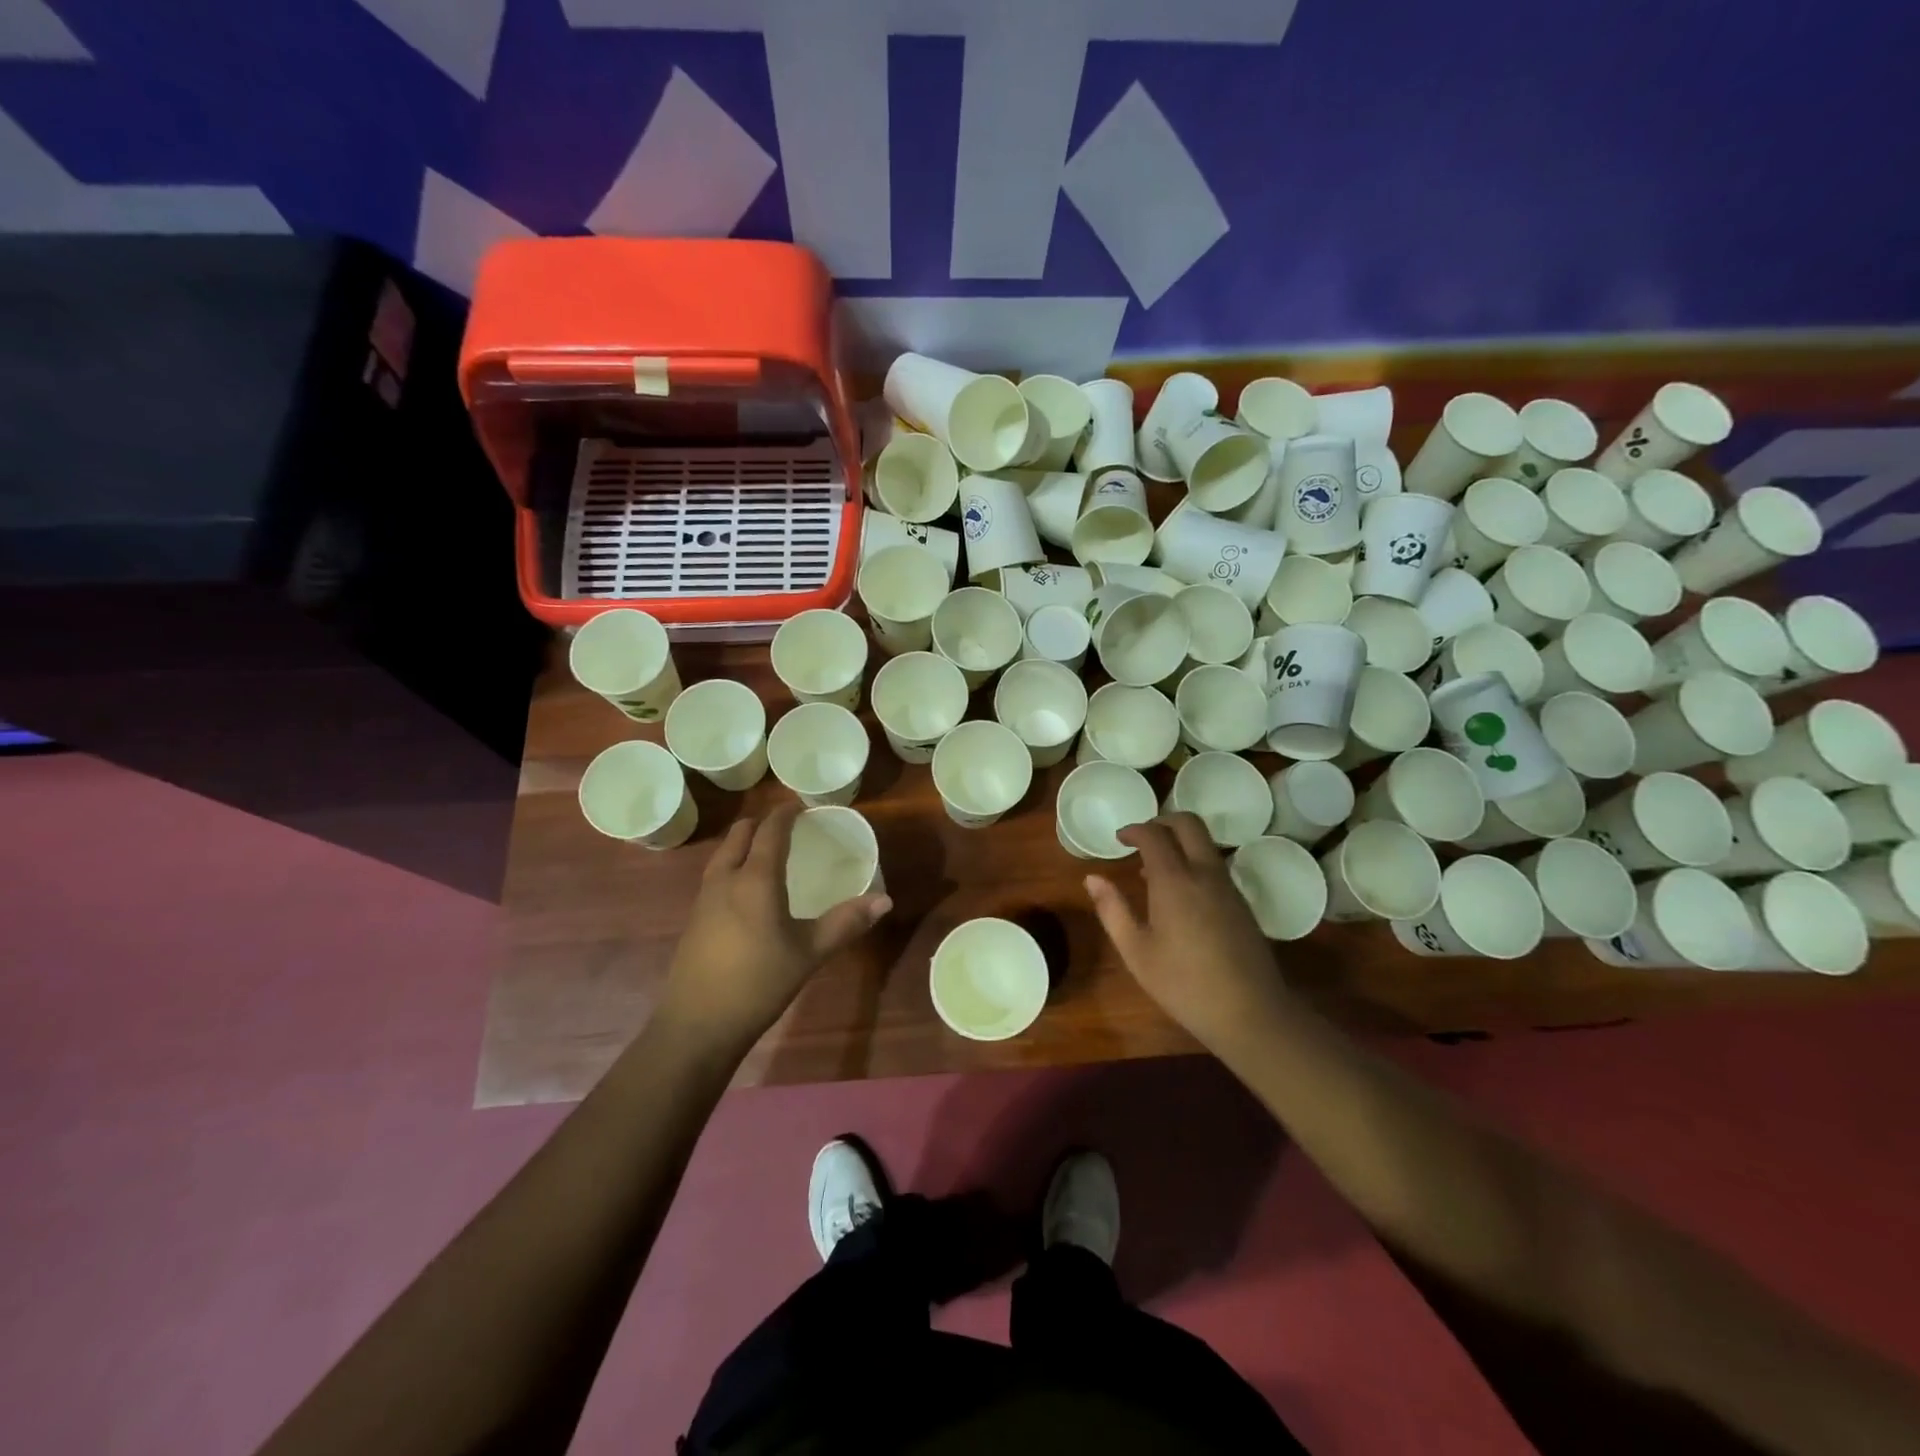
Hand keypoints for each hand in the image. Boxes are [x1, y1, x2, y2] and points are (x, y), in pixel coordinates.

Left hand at [658, 806, 890, 1054]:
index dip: (786, 813)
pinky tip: (749, 892)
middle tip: (790, 828)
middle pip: (740, 833)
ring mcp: (704, 898)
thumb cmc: (758, 983)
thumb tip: (885, 901)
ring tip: (770, 854)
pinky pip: (716, 875)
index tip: (803, 806)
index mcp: (755, 878)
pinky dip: (734, 866)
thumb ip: (846, 923)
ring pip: (724, 853)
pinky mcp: (694, 919)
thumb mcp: (809, 953)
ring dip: (745, 843)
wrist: (696, 1025)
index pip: (770, 830)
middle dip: (763, 823)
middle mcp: (725, 878)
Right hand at [1084, 813, 1284, 1051]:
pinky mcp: (1242, 902)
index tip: (1119, 838)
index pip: (1154, 834)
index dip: (1134, 829)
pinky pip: (1215, 864)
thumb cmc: (1183, 983)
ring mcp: (1228, 886)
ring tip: (1155, 868)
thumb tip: (1092, 878)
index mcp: (1174, 880)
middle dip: (1162, 821)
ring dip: (1180, 841)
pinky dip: (1194, 860)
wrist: (1250, 1012)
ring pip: (1205, 842)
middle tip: (1141, 838)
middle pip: (1188, 823)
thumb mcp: (1136, 951)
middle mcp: (1204, 873)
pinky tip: (1180, 893)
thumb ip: (1112, 910)